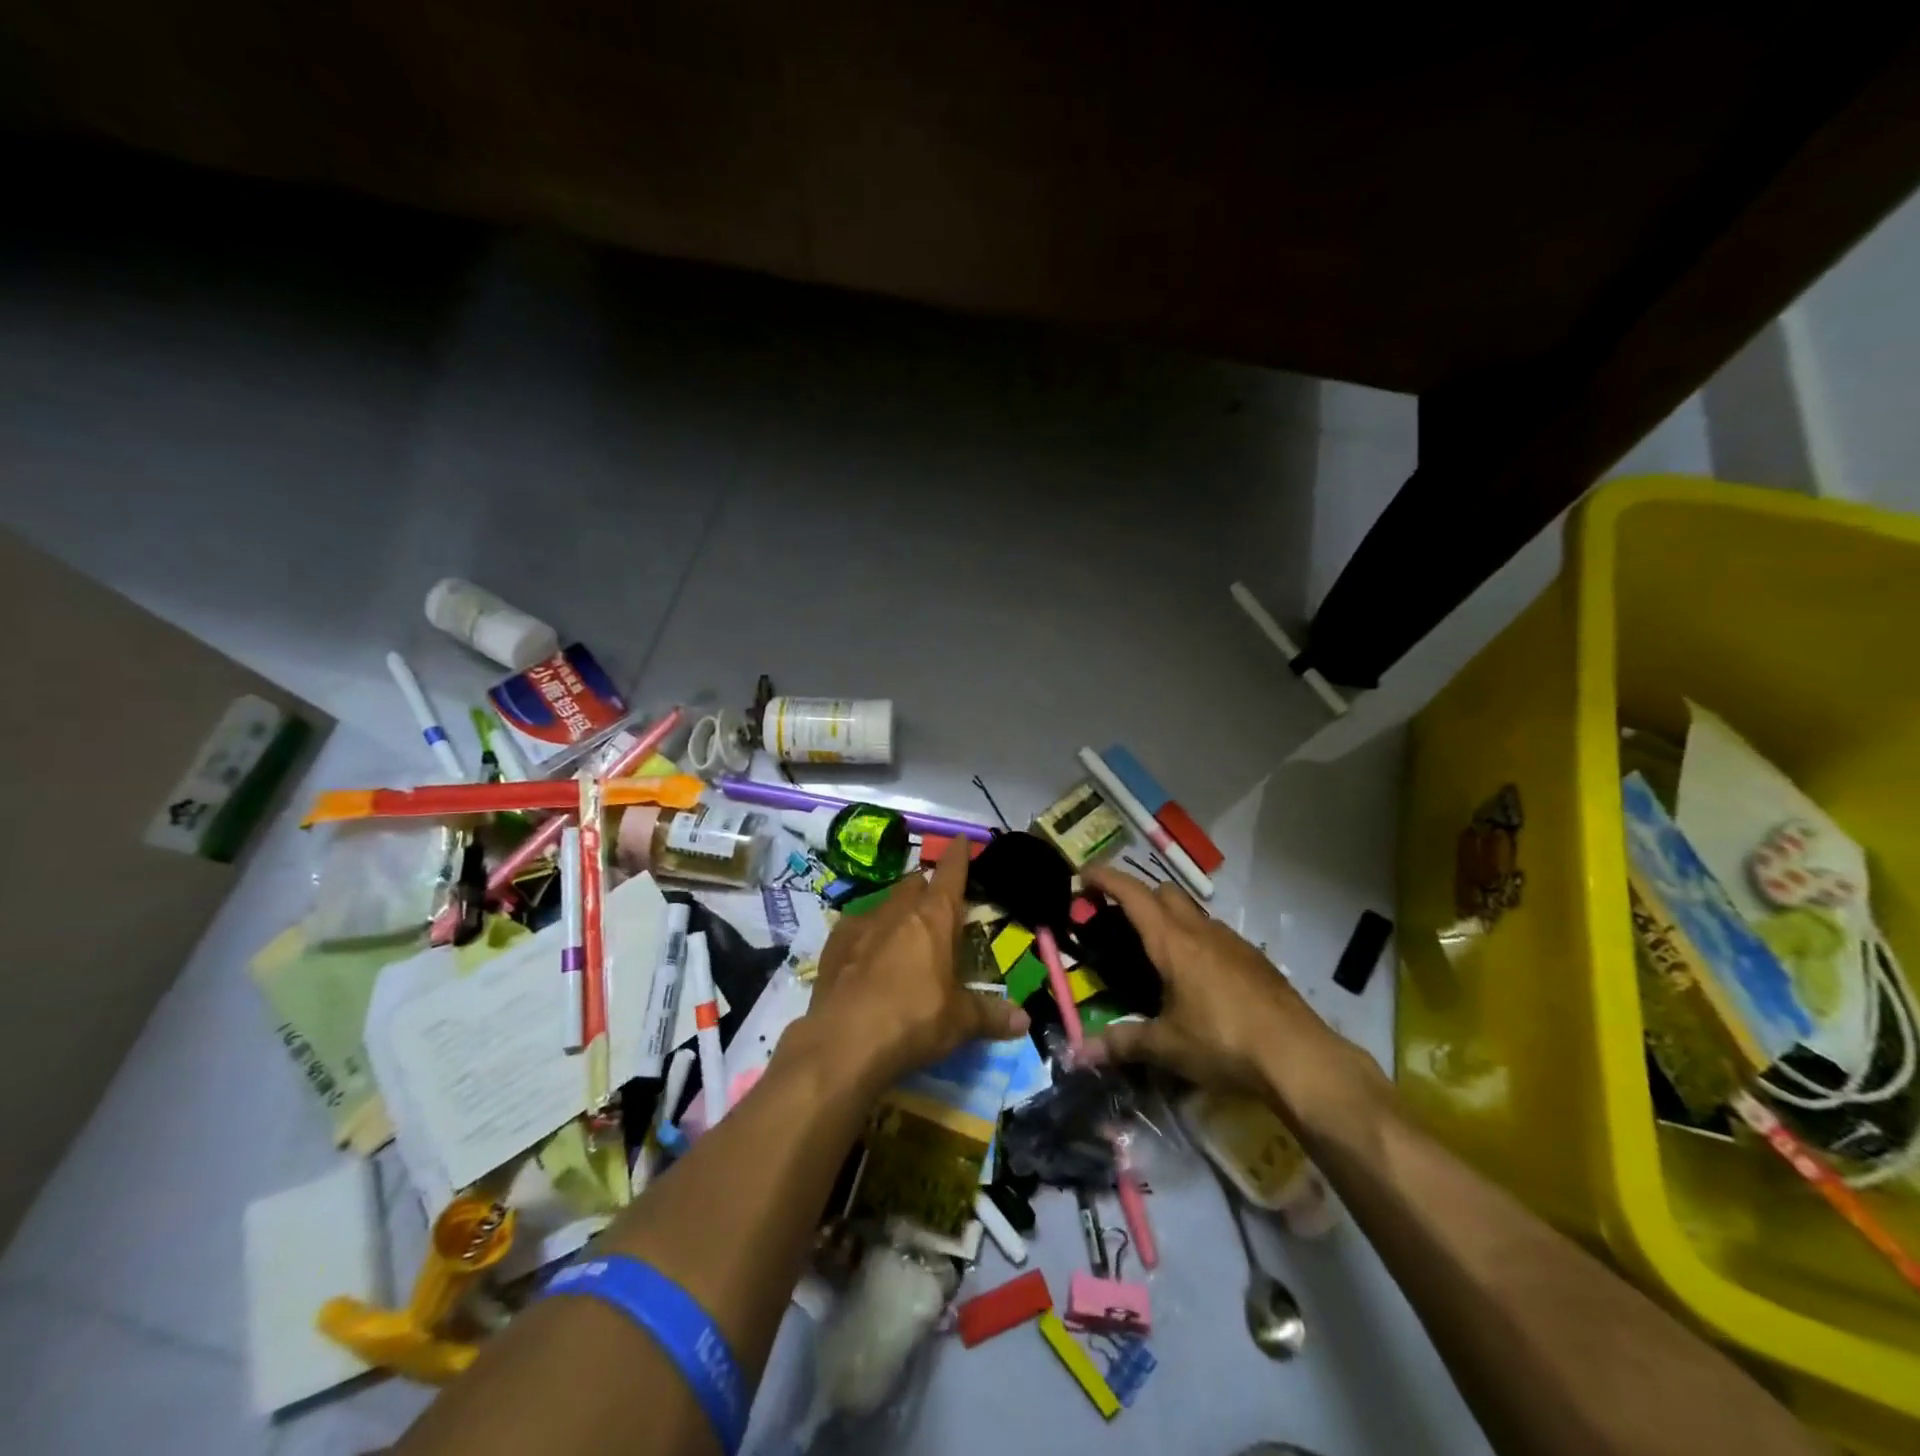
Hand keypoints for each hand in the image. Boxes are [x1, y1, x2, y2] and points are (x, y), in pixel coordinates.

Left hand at [799, 839, 1028, 1092]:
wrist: (844, 1042)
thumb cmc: (913, 1021)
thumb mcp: (959, 1022)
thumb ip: (990, 1015)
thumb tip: (1023, 1020)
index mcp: (934, 918)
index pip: (950, 874)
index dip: (958, 856)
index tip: (962, 840)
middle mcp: (898, 911)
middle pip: (914, 884)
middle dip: (926, 888)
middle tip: (936, 906)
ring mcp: (861, 924)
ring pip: (884, 902)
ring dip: (897, 910)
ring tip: (903, 932)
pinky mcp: (834, 944)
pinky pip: (855, 926)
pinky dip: (866, 933)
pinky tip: (866, 953)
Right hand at [1079, 867, 1383, 1120]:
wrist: (1299, 1057)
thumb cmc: (1223, 1042)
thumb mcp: (1167, 1046)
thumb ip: (1122, 1043)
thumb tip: (1079, 1054)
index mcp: (1172, 942)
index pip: (1132, 894)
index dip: (1105, 878)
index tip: (1083, 876)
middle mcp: (1201, 931)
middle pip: (1164, 892)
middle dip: (1138, 897)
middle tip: (1119, 922)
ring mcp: (1233, 942)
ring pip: (1194, 913)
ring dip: (1171, 919)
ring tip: (1159, 956)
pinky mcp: (1256, 960)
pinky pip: (1217, 936)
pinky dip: (1198, 942)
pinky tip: (1200, 981)